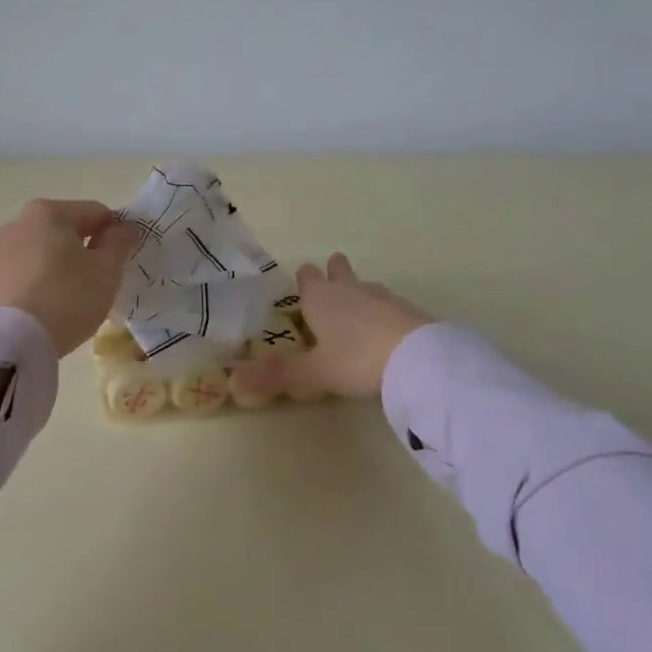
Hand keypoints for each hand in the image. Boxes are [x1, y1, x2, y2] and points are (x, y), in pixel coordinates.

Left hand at [0, 199, 142, 354]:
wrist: (9, 343)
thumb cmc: (66, 298)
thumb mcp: (106, 272)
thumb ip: (119, 243)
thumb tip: (124, 227)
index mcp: (49, 212)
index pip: (95, 213)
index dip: (114, 234)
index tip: (121, 261)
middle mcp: (17, 222)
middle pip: (63, 230)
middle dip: (82, 250)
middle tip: (95, 283)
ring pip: (38, 251)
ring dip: (55, 266)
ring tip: (66, 300)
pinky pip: (18, 273)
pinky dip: (33, 283)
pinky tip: (41, 308)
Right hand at [237, 253, 431, 400]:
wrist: (417, 357)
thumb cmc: (355, 359)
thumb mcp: (314, 372)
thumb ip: (278, 375)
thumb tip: (235, 382)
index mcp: (321, 298)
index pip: (307, 276)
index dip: (304, 280)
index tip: (302, 287)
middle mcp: (349, 289)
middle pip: (338, 269)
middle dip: (334, 272)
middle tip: (331, 281)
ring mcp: (382, 295)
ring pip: (364, 285)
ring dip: (359, 293)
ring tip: (356, 312)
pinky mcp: (408, 309)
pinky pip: (388, 303)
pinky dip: (382, 312)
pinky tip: (385, 330)